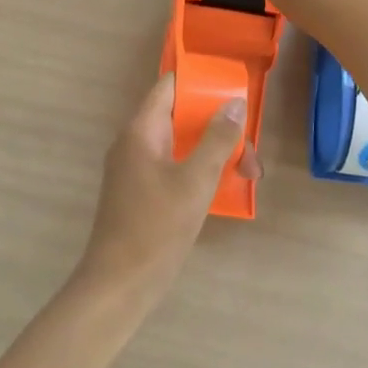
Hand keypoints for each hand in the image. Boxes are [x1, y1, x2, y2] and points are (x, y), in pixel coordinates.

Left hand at [76, 75, 256, 302]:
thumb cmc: (156, 227)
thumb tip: (235, 103)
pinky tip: (223, 188)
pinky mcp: (140, 193)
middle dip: (216, 126)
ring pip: (179, 144)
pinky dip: (198, 170)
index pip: (169, 87)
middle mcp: (134, 142)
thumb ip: (217, 139)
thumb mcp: (195, 180)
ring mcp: (134, 169)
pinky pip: (173, 166)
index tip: (233, 91)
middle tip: (249, 149)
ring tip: (247, 173)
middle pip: (179, 117)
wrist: (118, 285)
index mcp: (141, 130)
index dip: (200, 82)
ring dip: (212, 152)